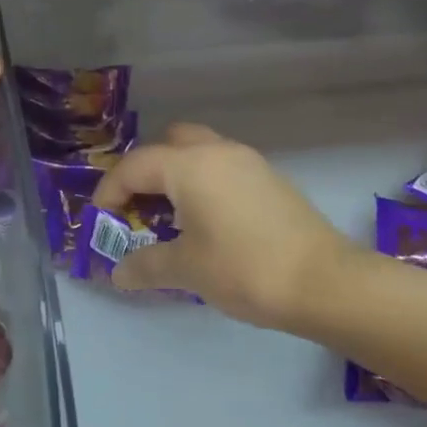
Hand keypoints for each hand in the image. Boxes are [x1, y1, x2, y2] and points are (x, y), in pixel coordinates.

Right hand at [95, 123, 357, 334]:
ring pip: (199, 152)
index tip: (100, 219)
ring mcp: (248, 161)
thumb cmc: (244, 269)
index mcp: (189, 165)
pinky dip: (203, 182)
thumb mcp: (186, 270)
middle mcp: (217, 151)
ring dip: (177, 175)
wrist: (325, 282)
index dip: (110, 190)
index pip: (135, 166)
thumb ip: (145, 265)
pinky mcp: (269, 178)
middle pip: (169, 144)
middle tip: (138, 206)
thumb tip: (118, 274)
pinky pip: (222, 167)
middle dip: (146, 171)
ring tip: (171, 216)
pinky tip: (208, 221)